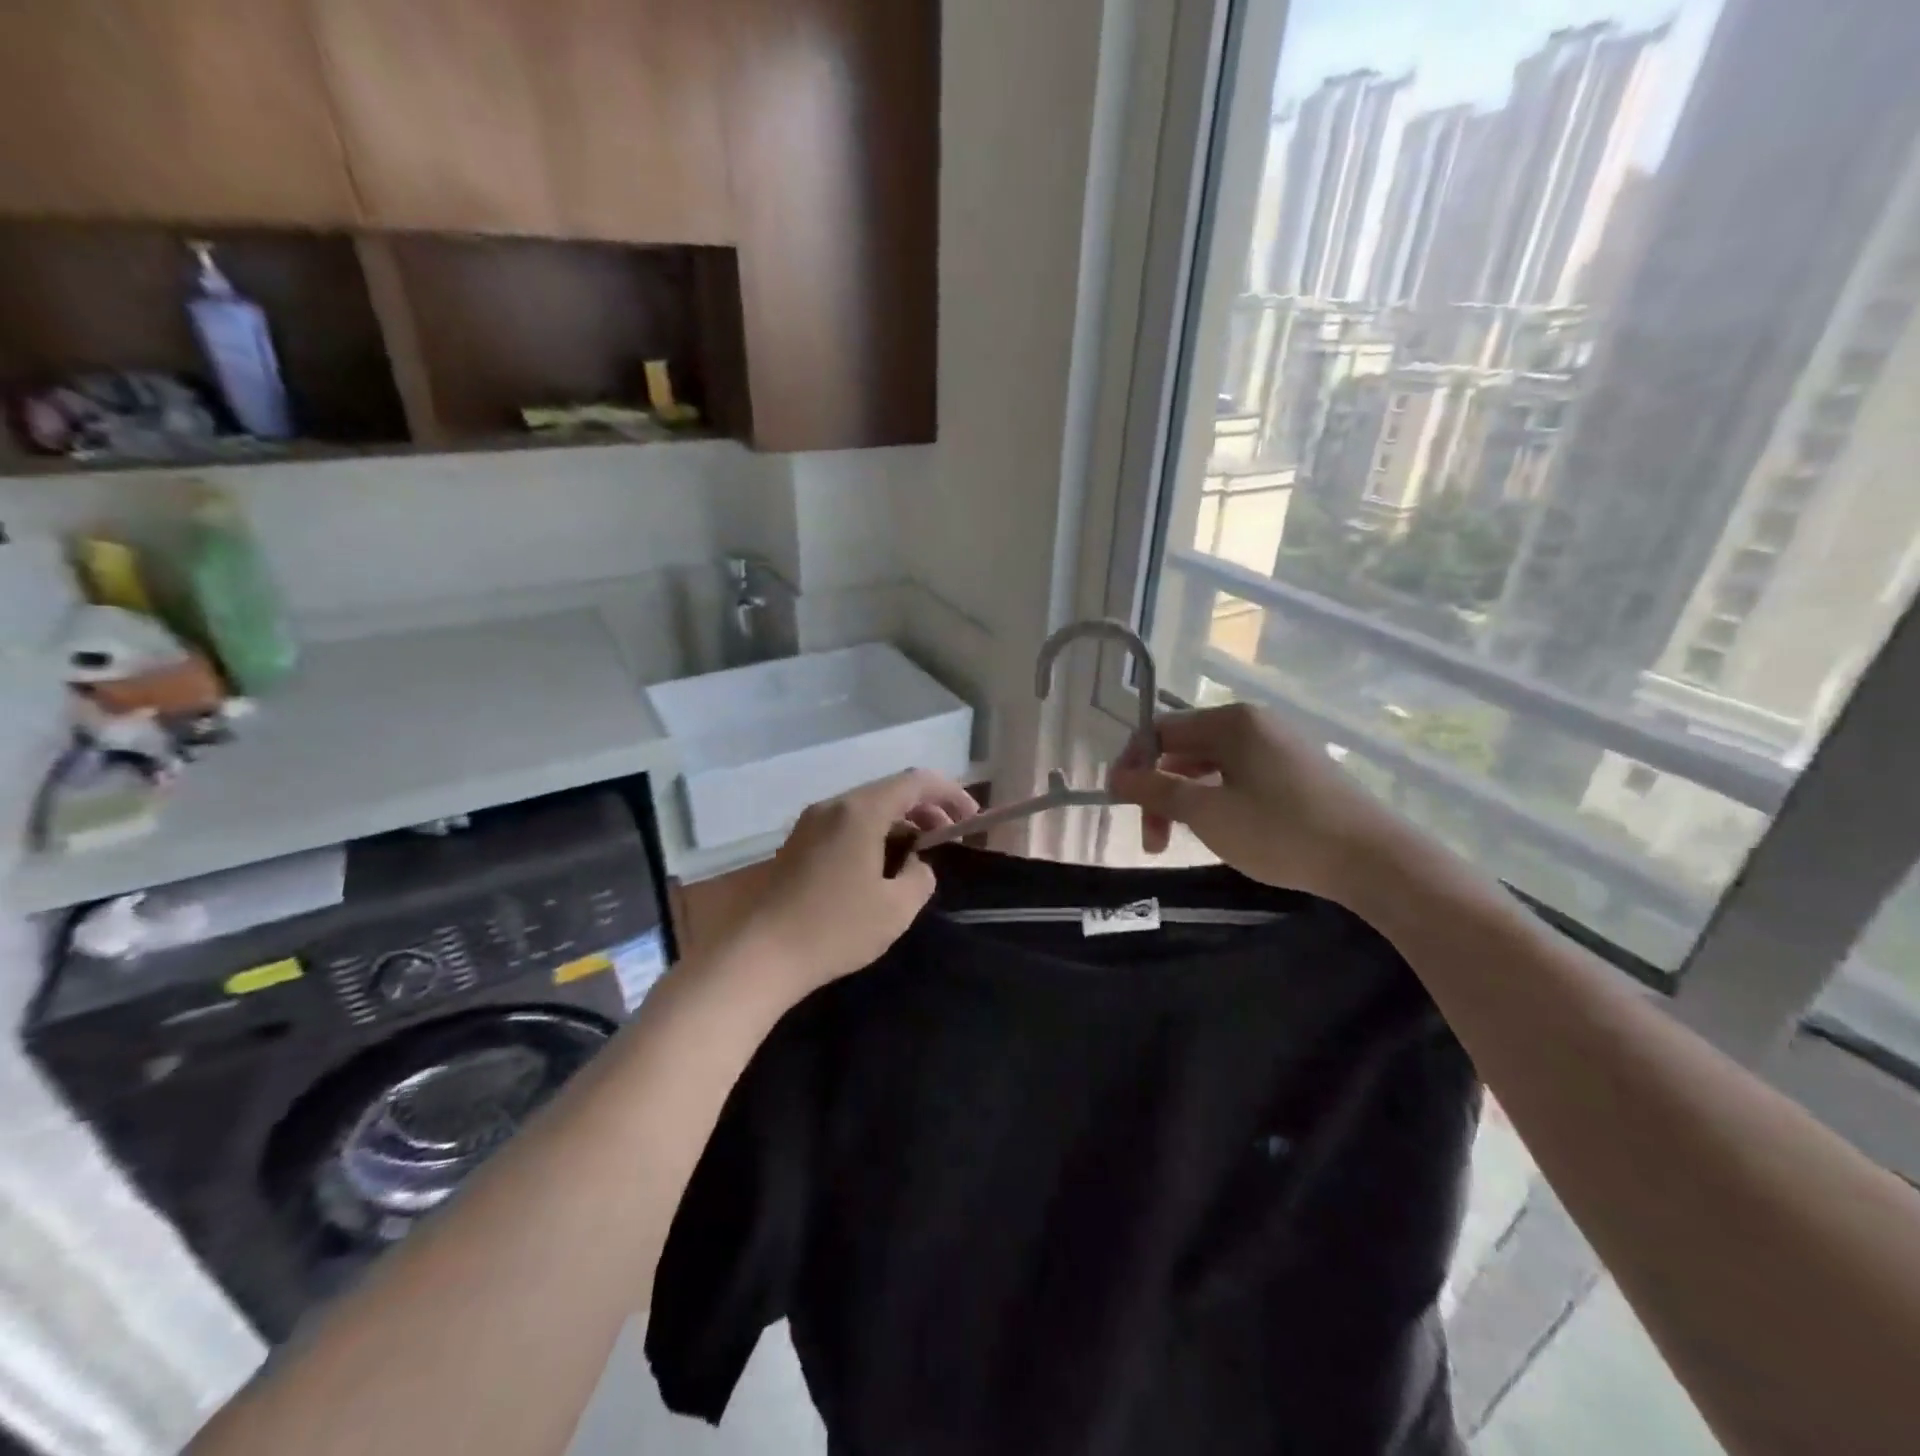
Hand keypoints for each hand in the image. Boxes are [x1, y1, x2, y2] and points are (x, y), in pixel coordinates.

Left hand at [737, 768, 979, 995]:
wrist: (760, 954)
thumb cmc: (834, 929)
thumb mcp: (895, 909)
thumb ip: (920, 878)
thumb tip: (917, 864)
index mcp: (861, 811)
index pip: (916, 782)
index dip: (950, 793)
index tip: (971, 818)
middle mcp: (834, 806)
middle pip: (890, 790)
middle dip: (927, 807)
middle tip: (951, 834)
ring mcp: (811, 822)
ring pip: (867, 806)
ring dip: (900, 820)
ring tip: (921, 849)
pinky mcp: (798, 843)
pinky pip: (847, 822)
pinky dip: (875, 831)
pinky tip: (882, 862)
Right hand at [1108, 703, 1406, 905]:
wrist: (1373, 860)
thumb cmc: (1280, 831)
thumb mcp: (1207, 813)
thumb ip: (1156, 791)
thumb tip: (1116, 777)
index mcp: (1231, 721)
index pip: (1161, 731)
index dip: (1134, 766)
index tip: (1122, 807)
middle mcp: (1255, 723)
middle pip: (1185, 749)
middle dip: (1161, 792)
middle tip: (1155, 841)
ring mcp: (1280, 746)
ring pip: (1212, 766)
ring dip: (1188, 800)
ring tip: (1185, 840)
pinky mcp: (1299, 771)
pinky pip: (1240, 777)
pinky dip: (1218, 800)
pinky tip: (1224, 832)